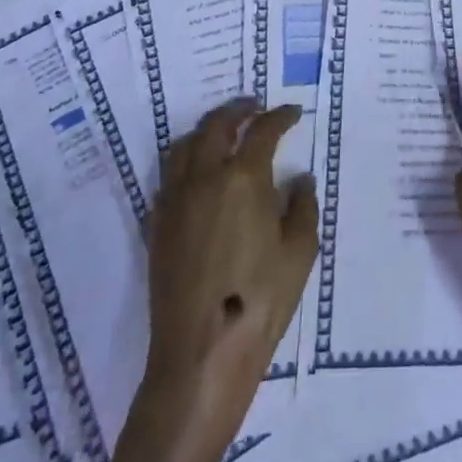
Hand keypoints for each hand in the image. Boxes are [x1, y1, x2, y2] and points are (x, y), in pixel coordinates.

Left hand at [142, 101, 317, 434]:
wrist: (201, 353)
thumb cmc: (260, 300)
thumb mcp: (300, 252)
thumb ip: (303, 207)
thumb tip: (299, 180)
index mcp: (243, 178)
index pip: (262, 131)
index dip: (280, 116)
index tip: (292, 112)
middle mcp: (204, 178)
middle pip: (215, 126)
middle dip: (237, 110)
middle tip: (254, 107)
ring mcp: (175, 200)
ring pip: (184, 145)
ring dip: (206, 130)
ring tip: (223, 132)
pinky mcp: (158, 224)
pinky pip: (169, 175)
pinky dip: (185, 159)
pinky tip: (198, 172)